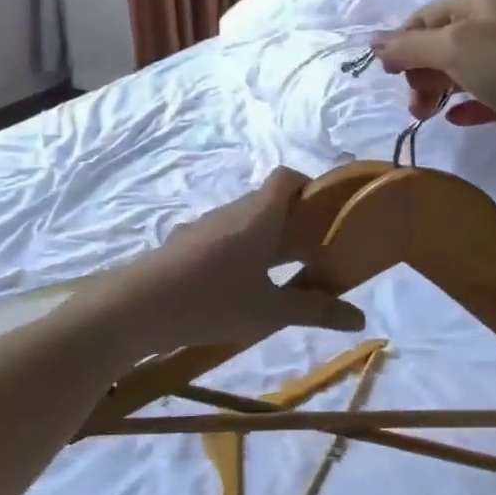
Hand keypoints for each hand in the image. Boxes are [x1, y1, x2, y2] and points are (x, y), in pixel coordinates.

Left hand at [90, 169, 364, 355]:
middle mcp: (233, 212)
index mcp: (259, 215)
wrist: (135, 307)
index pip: (288, 177)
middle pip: (269, 201)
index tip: (329, 215)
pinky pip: (224, 239)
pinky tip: (240, 289)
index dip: (310, 187)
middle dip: (295, 221)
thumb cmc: (211, 300)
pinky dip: (241, 253)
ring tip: (283, 275)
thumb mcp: (268, 311)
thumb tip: (360, 317)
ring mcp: (205, 227)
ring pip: (246, 222)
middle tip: (317, 253)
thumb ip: (314, 311)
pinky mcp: (185, 246)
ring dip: (267, 239)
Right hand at [371, 0, 495, 161]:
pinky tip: (454, 119)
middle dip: (420, 70)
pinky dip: (464, 105)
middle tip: (414, 101)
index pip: (426, 16)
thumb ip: (410, 46)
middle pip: (441, 44)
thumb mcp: (453, 48)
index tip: (390, 74)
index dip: (403, 42)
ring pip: (460, 71)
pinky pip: (483, 95)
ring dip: (437, 90)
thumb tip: (372, 44)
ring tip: (425, 114)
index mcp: (480, 1)